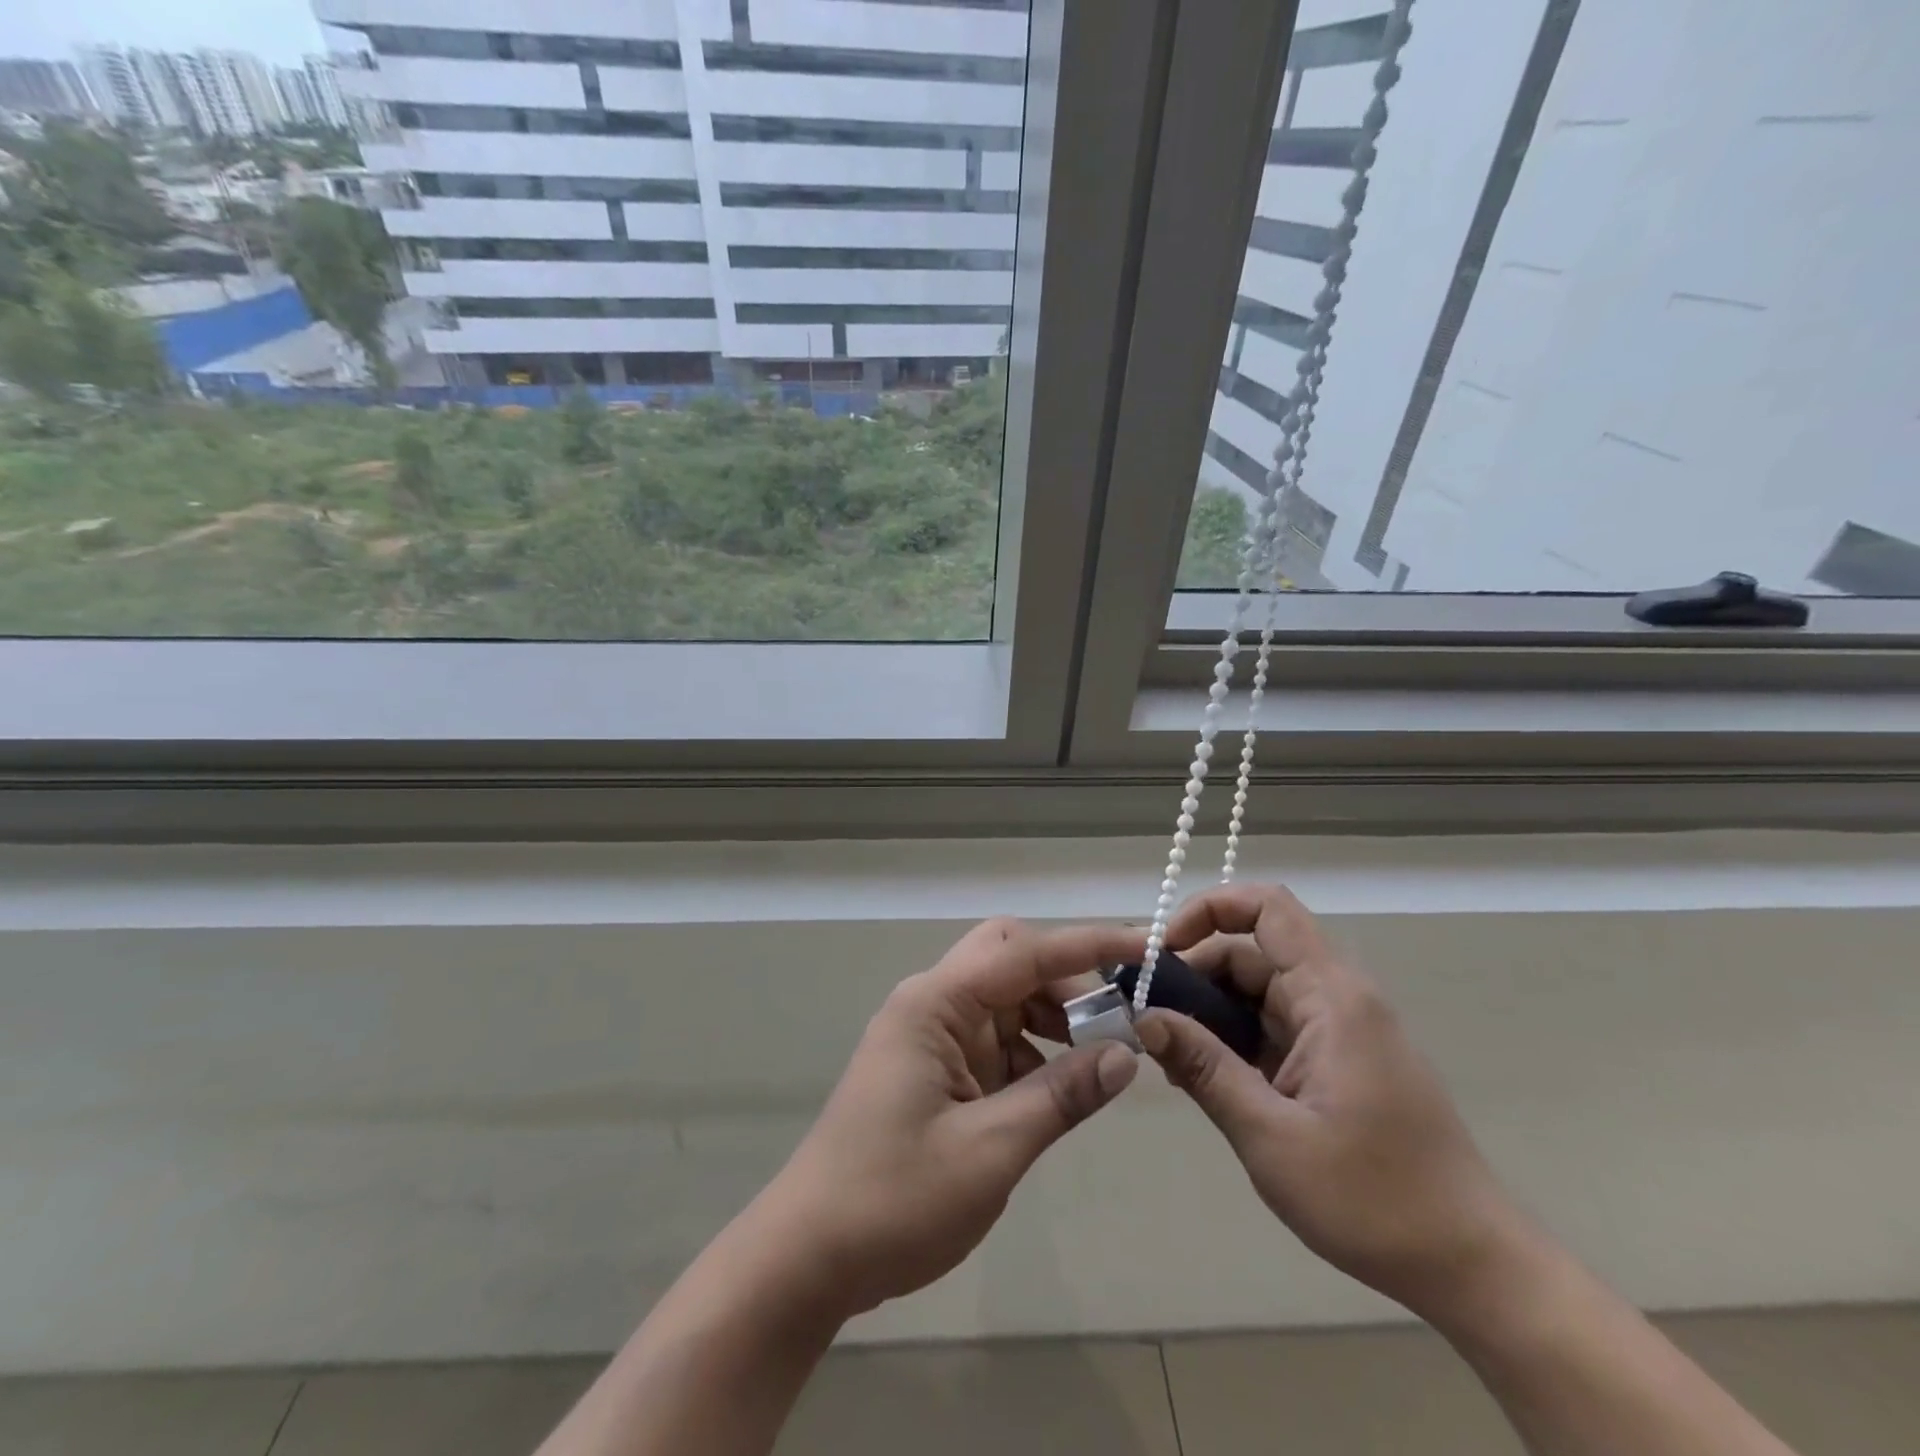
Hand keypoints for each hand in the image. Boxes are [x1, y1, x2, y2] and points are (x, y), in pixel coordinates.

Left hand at [752, 918, 1144, 1318]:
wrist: (808, 1256)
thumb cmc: (893, 1200)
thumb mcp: (990, 1151)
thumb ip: (1060, 1095)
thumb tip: (1126, 1053)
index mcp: (935, 1004)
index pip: (1023, 952)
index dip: (1088, 945)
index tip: (1145, 949)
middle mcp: (932, 1004)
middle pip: (1009, 957)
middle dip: (1066, 979)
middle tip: (1116, 1024)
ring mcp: (930, 1035)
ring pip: (1005, 996)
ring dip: (1052, 1016)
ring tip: (1099, 1059)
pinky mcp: (934, 1067)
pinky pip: (994, 1037)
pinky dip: (1032, 1050)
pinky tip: (1058, 1087)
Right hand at [1134, 883, 1523, 1319]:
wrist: (1472, 1267)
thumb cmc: (1374, 1200)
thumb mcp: (1271, 1136)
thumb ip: (1204, 1068)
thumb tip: (1144, 1018)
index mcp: (1331, 997)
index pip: (1267, 908)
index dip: (1208, 909)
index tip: (1163, 952)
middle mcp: (1336, 998)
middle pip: (1251, 951)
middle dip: (1194, 973)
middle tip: (1148, 1019)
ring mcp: (1338, 1029)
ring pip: (1257, 990)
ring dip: (1209, 1012)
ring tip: (1169, 1056)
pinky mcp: (1336, 1059)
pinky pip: (1272, 1025)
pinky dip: (1232, 1038)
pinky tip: (1203, 1076)